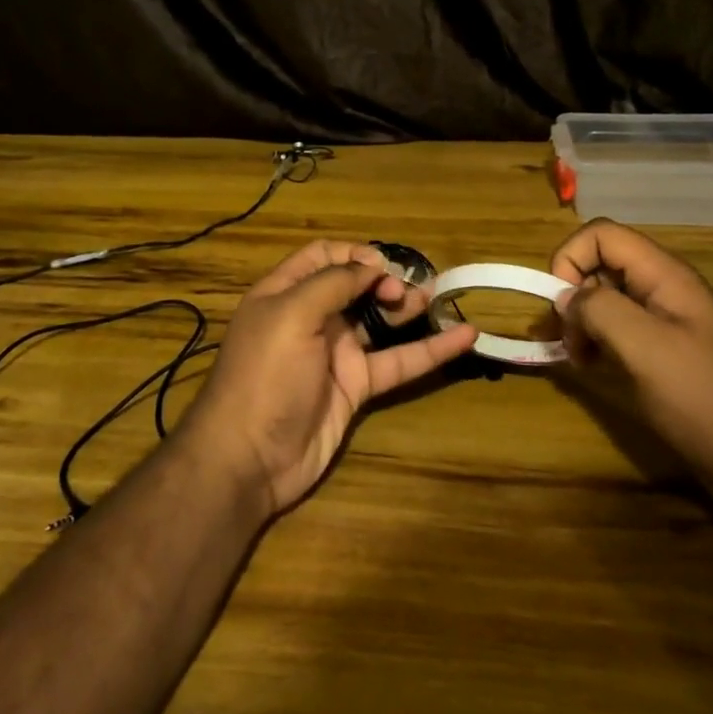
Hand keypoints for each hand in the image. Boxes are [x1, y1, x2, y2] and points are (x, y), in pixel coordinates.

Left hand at [179, 241, 477, 516]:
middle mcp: (311, 318)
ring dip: (408, 308)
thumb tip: (371, 263)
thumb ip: (333, 283)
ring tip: (438, 299)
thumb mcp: (291, 315)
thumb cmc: (265, 375)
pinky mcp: (356, 387)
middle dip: (386, 280)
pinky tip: (463, 336)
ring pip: (379, 321)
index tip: (384, 266)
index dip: (355, 255)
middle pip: (356, 286)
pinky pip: (397, 362)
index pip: (324, 257)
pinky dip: (430, 350)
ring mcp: (335, 353)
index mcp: (286, 293)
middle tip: (408, 291)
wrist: (249, 458)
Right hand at [549, 220, 712, 511]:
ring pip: (607, 297)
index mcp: (665, 275)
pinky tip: (595, 367)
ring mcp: (668, 320)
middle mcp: (665, 288)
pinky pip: (621, 328)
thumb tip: (565, 298)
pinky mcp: (667, 350)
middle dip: (572, 294)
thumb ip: (600, 311)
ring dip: (582, 321)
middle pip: (601, 264)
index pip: (601, 234)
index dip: (570, 258)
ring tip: (578, 359)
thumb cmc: (706, 399)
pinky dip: (598, 340)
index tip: (559, 304)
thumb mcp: (647, 350)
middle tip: (565, 340)